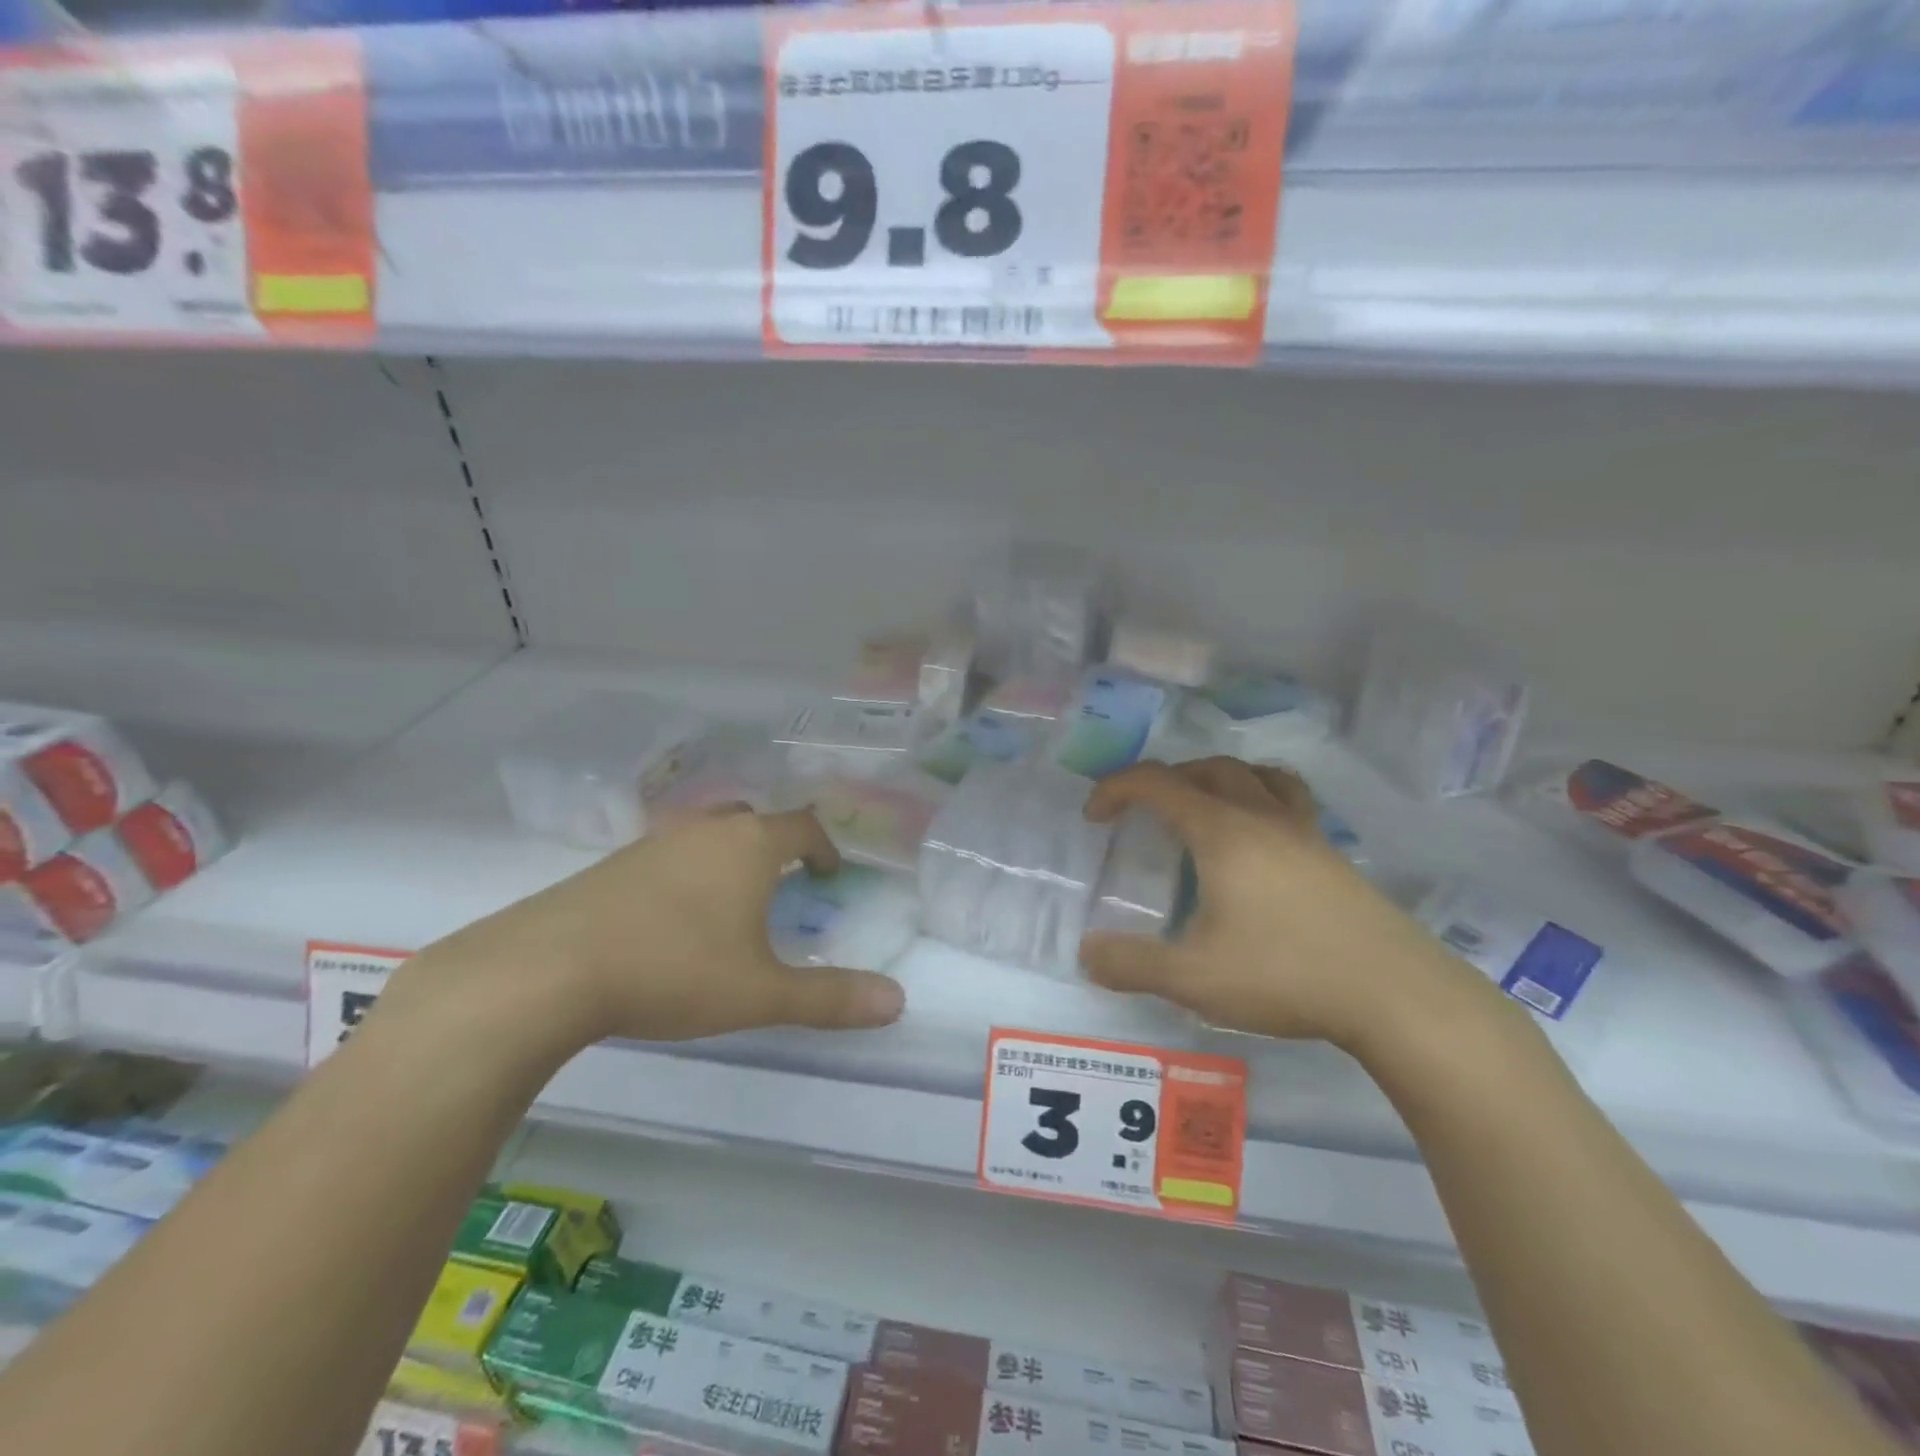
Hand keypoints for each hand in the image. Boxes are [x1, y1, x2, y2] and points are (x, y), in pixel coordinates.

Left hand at [395, 807, 906, 1047]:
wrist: (550, 970)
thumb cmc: (675, 970)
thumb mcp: (761, 993)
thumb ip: (830, 998)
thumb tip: (898, 1001)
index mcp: (750, 846)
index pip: (803, 827)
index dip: (825, 847)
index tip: (830, 874)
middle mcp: (705, 831)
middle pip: (753, 820)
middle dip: (775, 844)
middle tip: (784, 880)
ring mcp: (653, 843)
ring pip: (706, 834)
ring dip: (727, 856)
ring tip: (730, 899)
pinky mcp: (612, 865)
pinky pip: (667, 855)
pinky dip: (685, 872)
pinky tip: (671, 916)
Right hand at [1080, 758, 1498, 1053]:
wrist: (1396, 993)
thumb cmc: (1285, 974)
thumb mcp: (1193, 978)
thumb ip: (1131, 964)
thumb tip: (1086, 953)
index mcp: (1222, 832)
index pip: (1157, 783)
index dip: (1116, 788)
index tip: (1094, 815)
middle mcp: (1261, 816)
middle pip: (1206, 768)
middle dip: (1163, 780)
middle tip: (1141, 813)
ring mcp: (1304, 831)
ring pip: (1254, 774)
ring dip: (1215, 778)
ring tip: (1200, 807)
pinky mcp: (1332, 853)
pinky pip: (1288, 799)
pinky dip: (1259, 796)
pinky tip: (1259, 836)